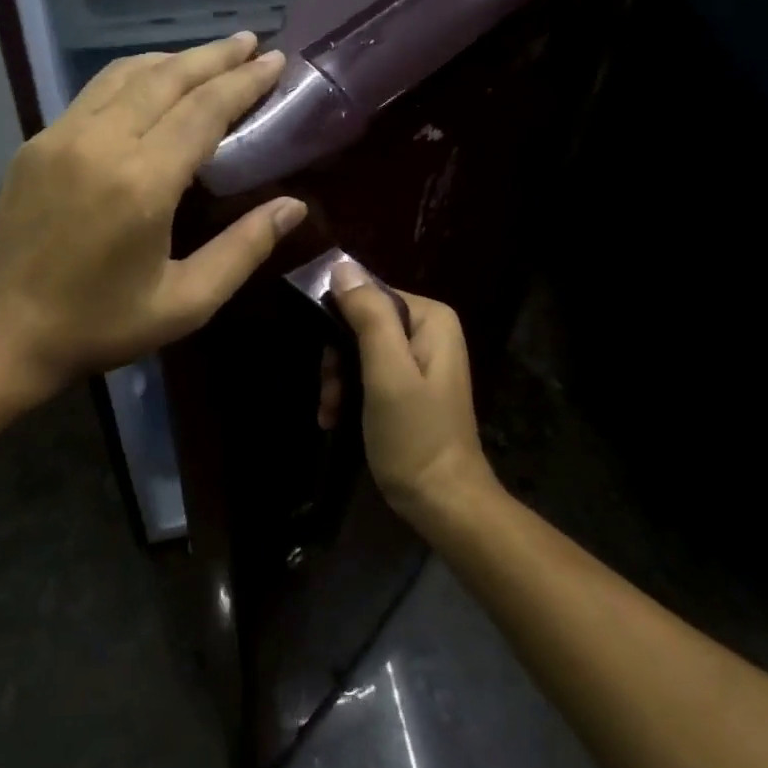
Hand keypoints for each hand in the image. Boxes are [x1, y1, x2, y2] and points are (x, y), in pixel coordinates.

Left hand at [0, 33, 306, 390]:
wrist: (6, 333)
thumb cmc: (103, 325)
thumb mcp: (187, 302)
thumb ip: (244, 249)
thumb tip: (293, 206)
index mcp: (142, 183)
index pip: (203, 110)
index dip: (243, 82)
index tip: (275, 61)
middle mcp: (99, 144)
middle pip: (166, 79)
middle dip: (214, 57)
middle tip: (252, 43)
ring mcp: (59, 137)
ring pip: (125, 75)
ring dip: (173, 60)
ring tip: (210, 57)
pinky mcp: (35, 144)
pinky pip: (93, 94)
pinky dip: (133, 78)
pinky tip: (151, 84)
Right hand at [330, 264, 494, 516]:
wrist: (442, 501)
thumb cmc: (414, 436)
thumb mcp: (387, 373)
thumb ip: (368, 317)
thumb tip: (341, 267)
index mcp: (431, 318)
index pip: (368, 295)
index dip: (338, 322)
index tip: (325, 362)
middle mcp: (428, 330)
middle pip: (361, 323)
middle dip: (337, 359)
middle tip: (330, 394)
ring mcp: (420, 359)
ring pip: (359, 350)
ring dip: (338, 380)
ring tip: (330, 412)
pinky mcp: (409, 385)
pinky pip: (368, 373)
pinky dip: (349, 394)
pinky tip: (335, 419)